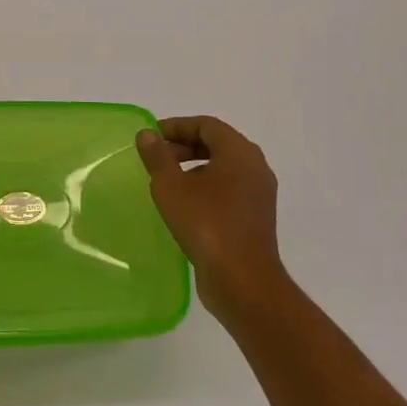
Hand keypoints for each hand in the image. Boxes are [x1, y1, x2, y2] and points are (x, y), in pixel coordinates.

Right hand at [136, 116, 288, 323]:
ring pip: (223, 168)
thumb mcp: (171, 186)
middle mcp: (255, 167)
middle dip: (184, 146)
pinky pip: (229, 190)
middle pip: (217, 143)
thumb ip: (157, 156)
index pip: (206, 125)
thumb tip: (147, 134)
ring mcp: (259, 194)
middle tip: (156, 158)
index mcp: (239, 152)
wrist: (243, 280)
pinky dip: (206, 187)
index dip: (176, 126)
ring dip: (194, 168)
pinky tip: (184, 205)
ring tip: (166, 182)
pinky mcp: (256, 217)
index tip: (151, 138)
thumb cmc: (206, 223)